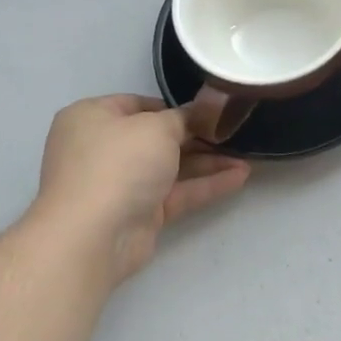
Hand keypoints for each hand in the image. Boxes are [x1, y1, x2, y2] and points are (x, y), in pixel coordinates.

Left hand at [27, 95, 250, 286]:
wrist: (93, 236)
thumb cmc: (119, 163)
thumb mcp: (156, 127)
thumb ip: (182, 118)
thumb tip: (196, 115)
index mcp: (92, 118)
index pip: (138, 105)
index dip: (174, 106)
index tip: (209, 110)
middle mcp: (103, 148)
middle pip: (157, 137)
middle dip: (197, 136)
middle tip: (234, 132)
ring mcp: (120, 183)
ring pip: (171, 167)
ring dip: (208, 162)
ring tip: (247, 155)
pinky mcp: (139, 213)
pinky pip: (177, 193)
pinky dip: (206, 185)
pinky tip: (239, 177)